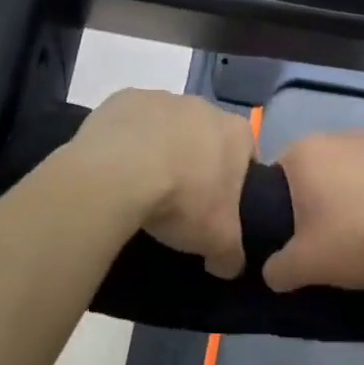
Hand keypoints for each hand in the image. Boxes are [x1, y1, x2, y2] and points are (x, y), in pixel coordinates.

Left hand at [72, 90, 255, 277]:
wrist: (117, 174)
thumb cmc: (182, 201)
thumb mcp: (218, 241)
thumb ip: (232, 255)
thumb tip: (229, 266)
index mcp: (236, 133)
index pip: (247, 155)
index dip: (235, 180)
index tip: (218, 205)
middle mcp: (203, 106)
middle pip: (205, 136)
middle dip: (196, 160)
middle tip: (180, 197)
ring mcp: (161, 98)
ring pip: (166, 126)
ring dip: (160, 148)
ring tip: (142, 184)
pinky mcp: (122, 98)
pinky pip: (130, 122)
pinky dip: (127, 141)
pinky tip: (116, 168)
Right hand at [263, 132, 363, 291]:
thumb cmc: (361, 239)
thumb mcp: (307, 266)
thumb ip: (278, 269)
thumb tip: (273, 272)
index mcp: (306, 152)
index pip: (277, 174)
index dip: (280, 205)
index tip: (294, 234)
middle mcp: (342, 135)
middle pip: (320, 169)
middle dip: (321, 197)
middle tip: (330, 236)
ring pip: (359, 169)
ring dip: (359, 194)